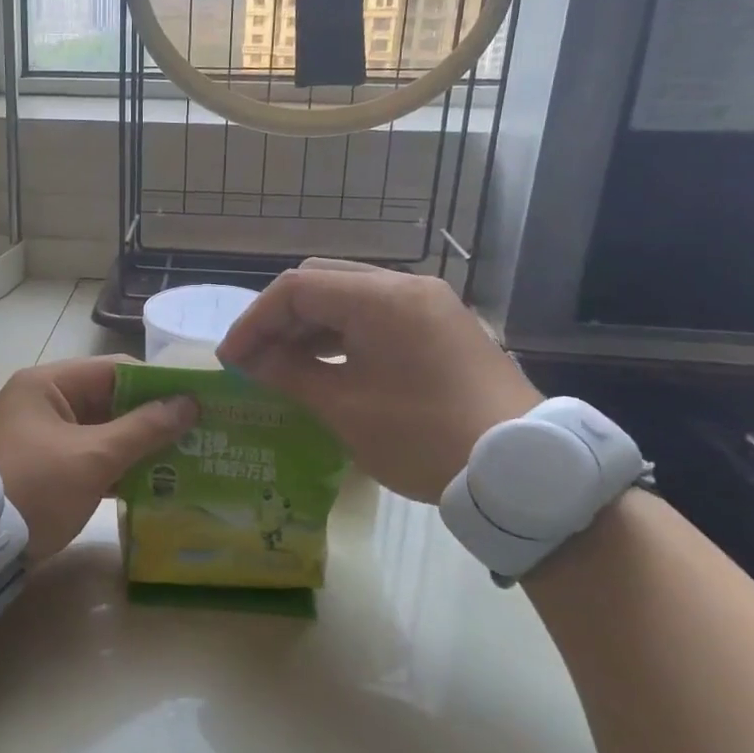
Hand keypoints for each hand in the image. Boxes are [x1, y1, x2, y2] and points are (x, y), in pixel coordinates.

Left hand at [0, 357, 197, 561]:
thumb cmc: (33, 487)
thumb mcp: (92, 457)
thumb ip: (143, 429)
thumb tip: (189, 403)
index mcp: (48, 384)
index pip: (115, 370)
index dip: (159, 384)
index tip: (200, 401)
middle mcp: (43, 403)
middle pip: (109, 401)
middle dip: (153, 419)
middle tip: (202, 434)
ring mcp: (41, 438)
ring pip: (101, 433)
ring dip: (138, 447)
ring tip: (189, 460)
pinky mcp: (43, 471)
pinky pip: (88, 459)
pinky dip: (117, 469)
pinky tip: (155, 485)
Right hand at [216, 259, 539, 501]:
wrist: (522, 470)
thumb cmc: (423, 436)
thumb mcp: (344, 407)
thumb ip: (289, 374)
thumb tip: (250, 360)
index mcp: (380, 298)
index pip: (296, 289)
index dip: (254, 321)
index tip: (231, 359)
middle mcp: (405, 287)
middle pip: (321, 282)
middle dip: (279, 318)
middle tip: (253, 358)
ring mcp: (428, 305)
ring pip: (349, 297)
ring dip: (309, 326)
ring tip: (282, 365)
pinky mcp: (441, 327)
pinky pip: (377, 316)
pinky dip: (342, 335)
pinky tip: (325, 366)